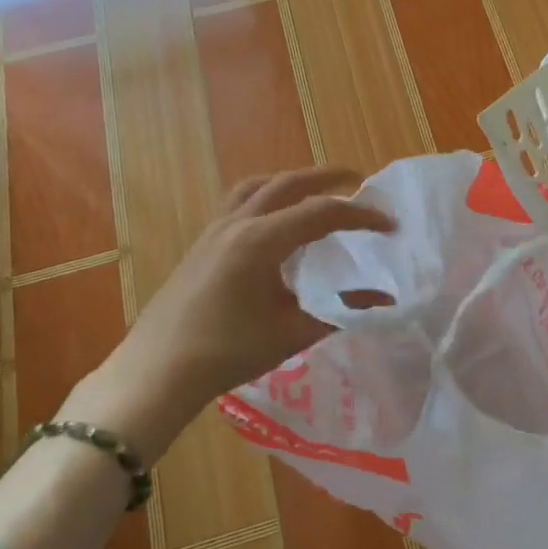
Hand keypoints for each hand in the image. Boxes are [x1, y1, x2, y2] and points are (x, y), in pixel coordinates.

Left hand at [67, 167, 393, 458]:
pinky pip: (238, 202)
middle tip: (358, 180)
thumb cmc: (228, 352)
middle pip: (288, 184)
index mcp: (261, 240)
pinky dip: (266, 196)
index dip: (361, 215)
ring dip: (291, 181)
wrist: (158, 371)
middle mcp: (237, 224)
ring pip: (257, 186)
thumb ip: (342, 310)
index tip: (389, 225)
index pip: (322, 213)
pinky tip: (275, 221)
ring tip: (315, 190)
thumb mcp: (293, 332)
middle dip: (327, 177)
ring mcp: (214, 230)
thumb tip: (386, 300)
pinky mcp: (201, 243)